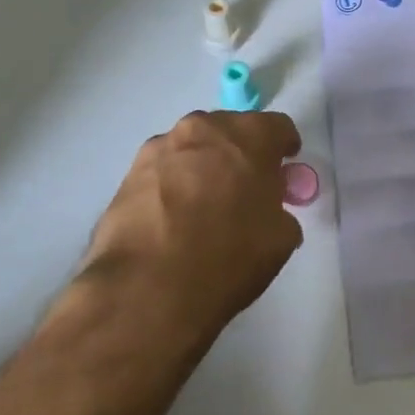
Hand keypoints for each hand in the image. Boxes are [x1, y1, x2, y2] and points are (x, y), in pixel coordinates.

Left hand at [78, 110, 303, 342]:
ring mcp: (161, 147)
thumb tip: (267, 211)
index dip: (285, 147)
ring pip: (193, 147)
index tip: (285, 168)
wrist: (149, 288)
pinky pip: (163, 170)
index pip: (278, 126)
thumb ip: (280, 210)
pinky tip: (173, 218)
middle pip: (231, 130)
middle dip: (241, 153)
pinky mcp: (130, 172)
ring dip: (204, 166)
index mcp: (249, 135)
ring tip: (204, 204)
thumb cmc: (229, 256)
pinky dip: (173, 184)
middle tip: (245, 187)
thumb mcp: (281, 238)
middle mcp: (204, 128)